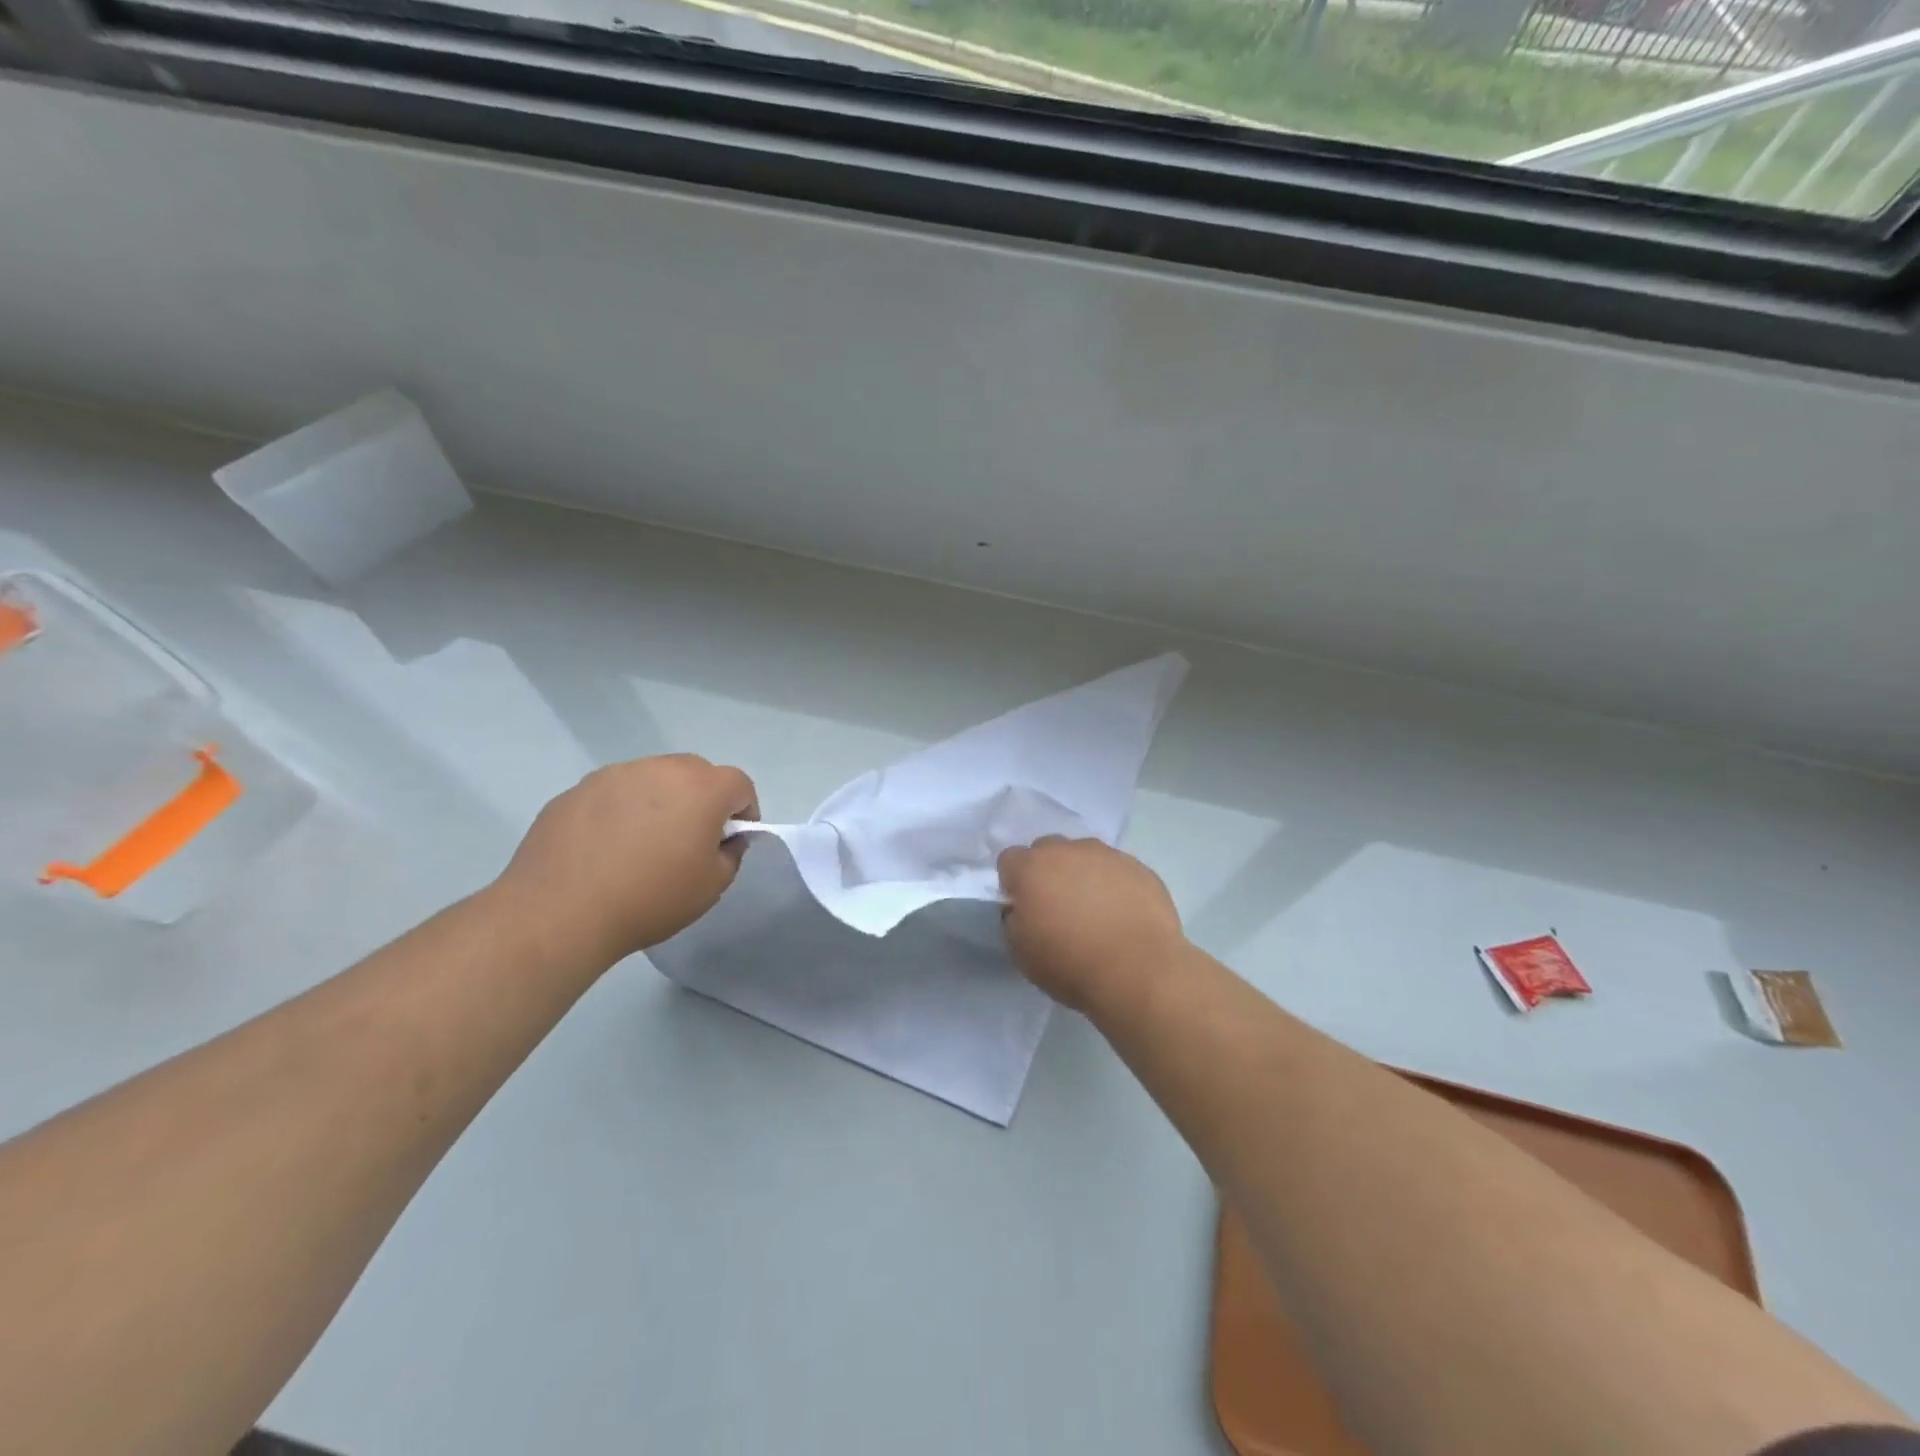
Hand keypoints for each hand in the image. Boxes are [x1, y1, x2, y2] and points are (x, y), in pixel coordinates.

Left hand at [494, 754, 758, 964]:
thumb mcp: (711, 886)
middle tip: (688, 840)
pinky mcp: (575, 790)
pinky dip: (620, 812)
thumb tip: (723, 839)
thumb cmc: (649, 898)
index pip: (739, 784)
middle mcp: (659, 769)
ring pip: (652, 778)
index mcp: (702, 788)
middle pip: (696, 773)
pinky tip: (605, 850)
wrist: (559, 913)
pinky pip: (613, 794)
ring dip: (659, 801)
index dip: (743, 812)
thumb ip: (731, 854)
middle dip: (702, 800)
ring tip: (642, 845)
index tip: (728, 842)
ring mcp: (613, 775)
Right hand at [997, 837, 1184, 1012]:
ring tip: (1095, 911)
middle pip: (1048, 849)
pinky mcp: (1139, 868)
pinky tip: (1122, 915)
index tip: (1024, 907)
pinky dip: (1114, 885)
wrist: (1138, 972)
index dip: (1014, 883)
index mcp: (1032, 867)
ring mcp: (1107, 856)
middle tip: (1058, 906)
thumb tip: (1023, 908)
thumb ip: (1014, 919)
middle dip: (1047, 871)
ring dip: (1082, 874)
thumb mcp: (1021, 952)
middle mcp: (1068, 851)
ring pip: (1085, 855)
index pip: (1010, 859)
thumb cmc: (1070, 964)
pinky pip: (1117, 869)